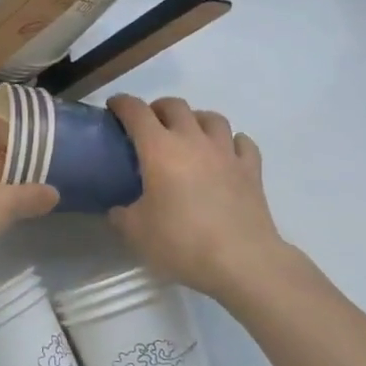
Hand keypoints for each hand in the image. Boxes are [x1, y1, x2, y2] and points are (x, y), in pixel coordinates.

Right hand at [107, 95, 287, 299]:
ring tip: (188, 134)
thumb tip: (118, 209)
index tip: (113, 107)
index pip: (136, 111)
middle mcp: (193, 141)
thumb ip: (122, 215)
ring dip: (196, 119)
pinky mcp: (251, 170)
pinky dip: (232, 142)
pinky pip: (242, 143)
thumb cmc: (182, 242)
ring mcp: (226, 153)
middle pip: (175, 106)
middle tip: (149, 125)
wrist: (242, 262)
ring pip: (212, 118)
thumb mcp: (136, 233)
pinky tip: (226, 153)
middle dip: (158, 108)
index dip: (122, 103)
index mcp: (159, 149)